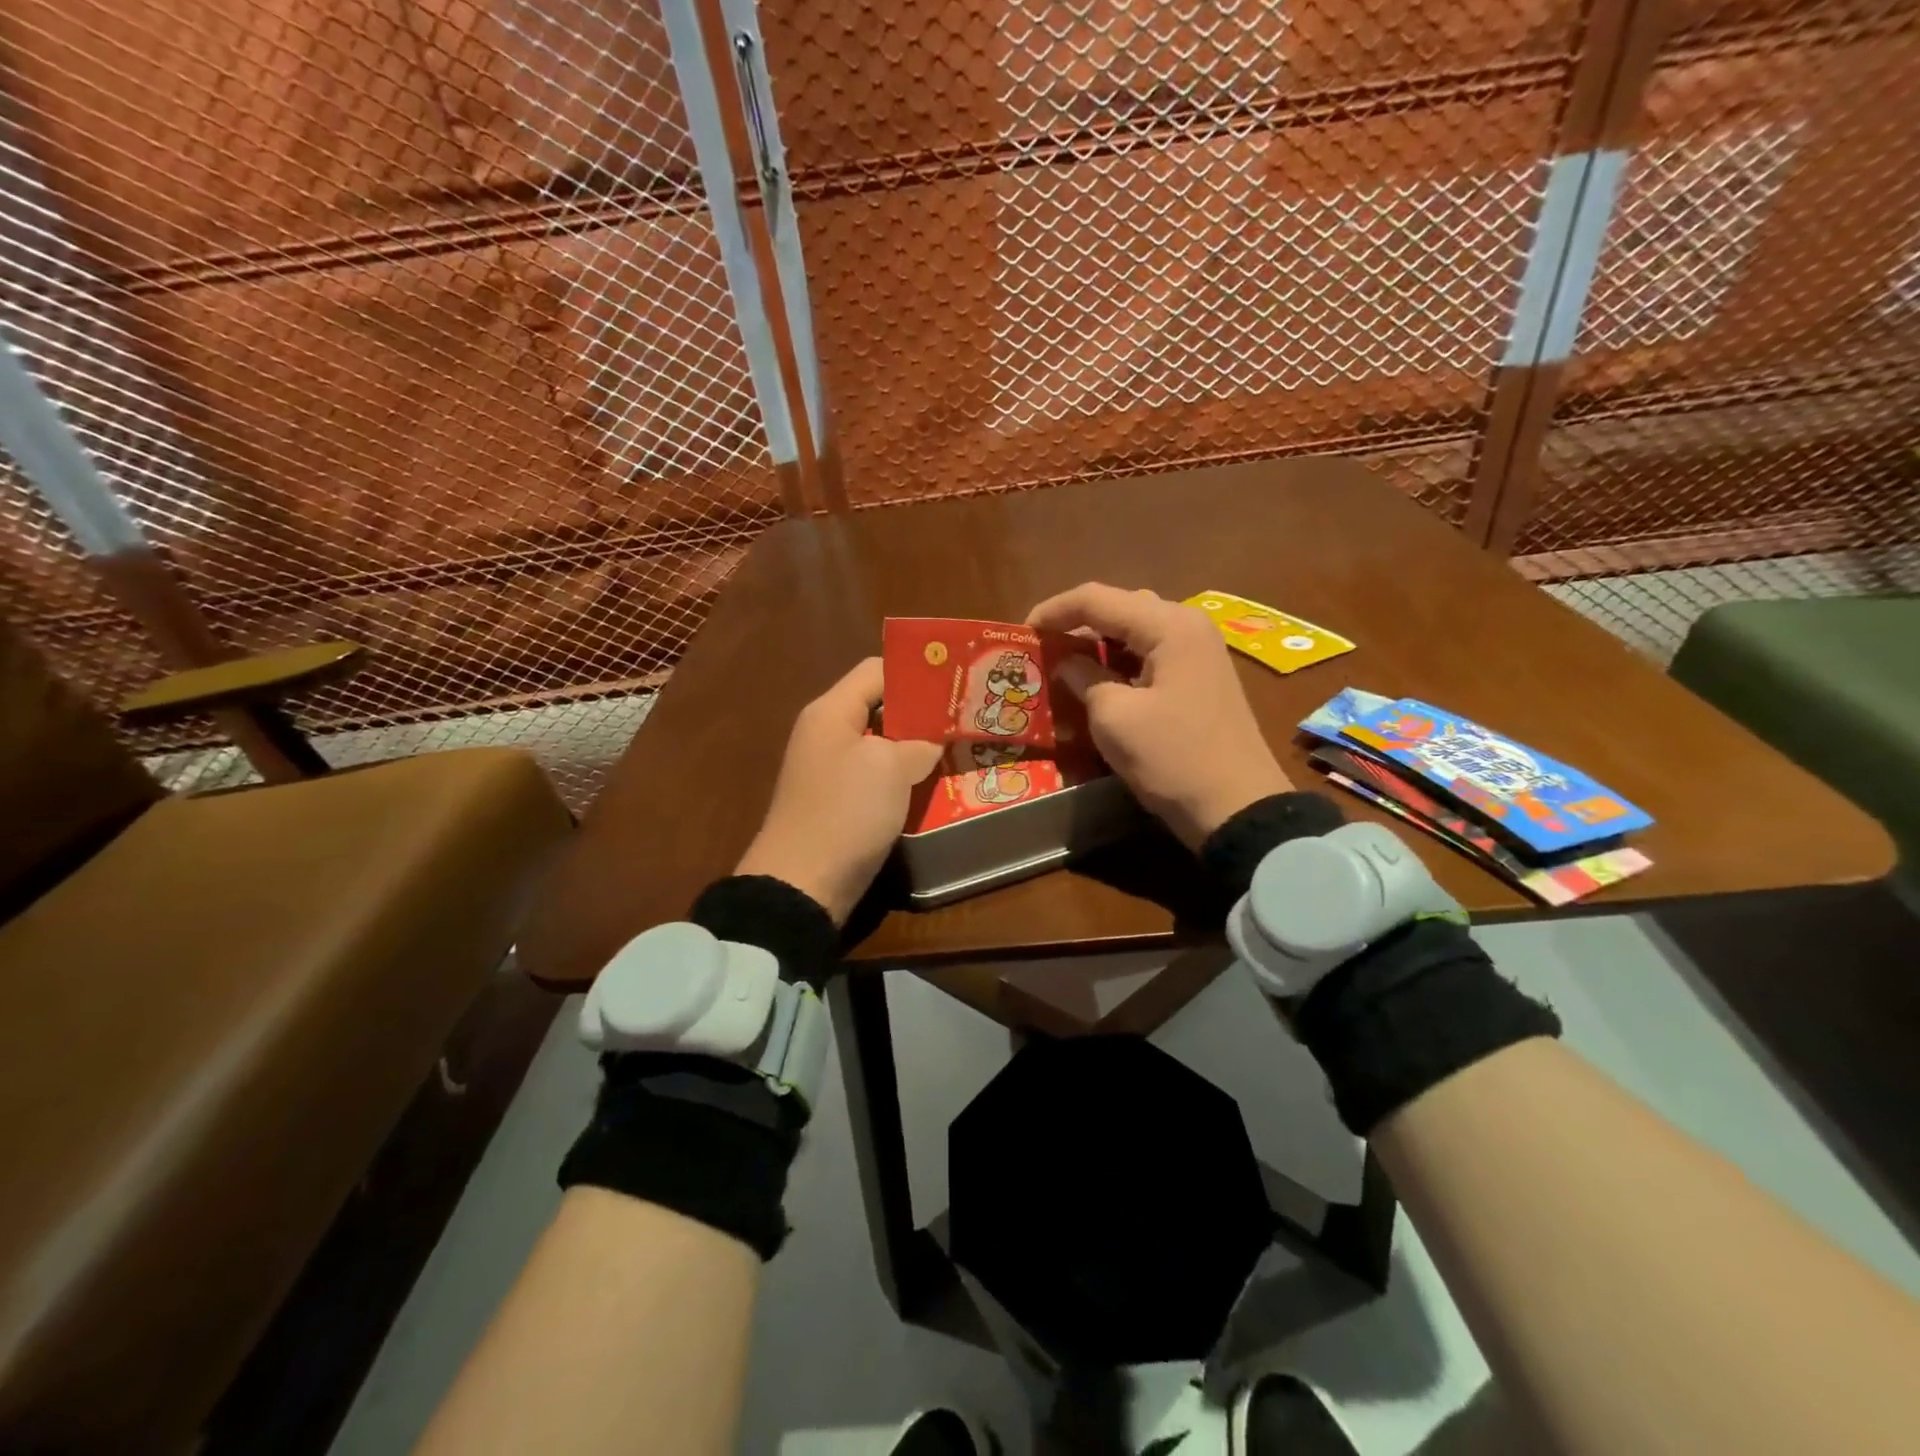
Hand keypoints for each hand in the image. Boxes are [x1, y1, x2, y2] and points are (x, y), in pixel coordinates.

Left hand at [734, 657, 942, 924]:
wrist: (803, 884)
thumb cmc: (846, 811)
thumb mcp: (890, 767)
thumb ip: (918, 743)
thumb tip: (932, 741)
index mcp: (831, 711)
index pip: (876, 670)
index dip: (916, 671)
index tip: (957, 680)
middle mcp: (827, 733)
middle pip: (880, 706)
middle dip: (922, 711)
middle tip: (965, 716)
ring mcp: (832, 770)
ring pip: (882, 744)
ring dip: (916, 747)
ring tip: (958, 747)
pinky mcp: (840, 802)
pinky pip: (877, 776)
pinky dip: (903, 776)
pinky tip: (934, 783)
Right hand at [1027, 582, 1292, 849]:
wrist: (1238, 808)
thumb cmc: (1173, 758)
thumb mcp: (1115, 718)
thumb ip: (1084, 678)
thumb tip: (1067, 663)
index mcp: (1169, 625)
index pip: (1097, 599)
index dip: (1054, 611)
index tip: (1021, 633)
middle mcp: (1187, 626)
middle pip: (1120, 608)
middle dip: (1077, 624)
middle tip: (1042, 649)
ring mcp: (1199, 652)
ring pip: (1135, 631)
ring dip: (1098, 644)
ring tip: (1064, 666)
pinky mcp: (1200, 678)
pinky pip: (1151, 655)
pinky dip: (1119, 663)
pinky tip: (1098, 683)